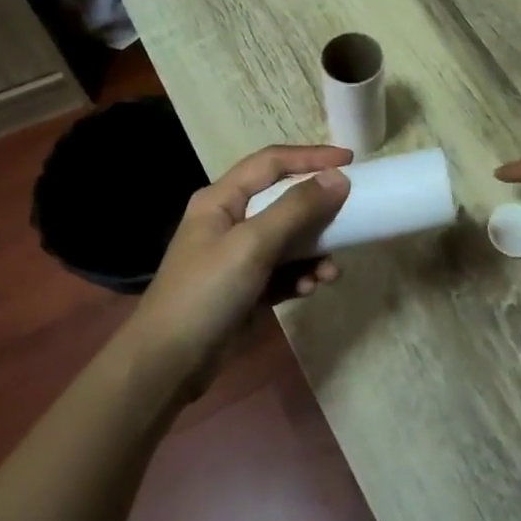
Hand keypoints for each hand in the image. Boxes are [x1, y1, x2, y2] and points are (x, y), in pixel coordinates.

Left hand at [136, 144, 351, 370]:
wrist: (168, 364)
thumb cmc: (206, 292)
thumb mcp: (252, 244)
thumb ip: (296, 209)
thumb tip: (338, 178)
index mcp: (221, 200)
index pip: (271, 162)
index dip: (310, 157)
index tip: (350, 161)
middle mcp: (230, 221)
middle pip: (284, 201)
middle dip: (318, 212)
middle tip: (352, 214)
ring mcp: (238, 256)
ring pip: (289, 240)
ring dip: (314, 251)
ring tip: (330, 272)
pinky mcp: (247, 288)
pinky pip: (284, 271)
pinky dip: (300, 276)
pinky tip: (310, 289)